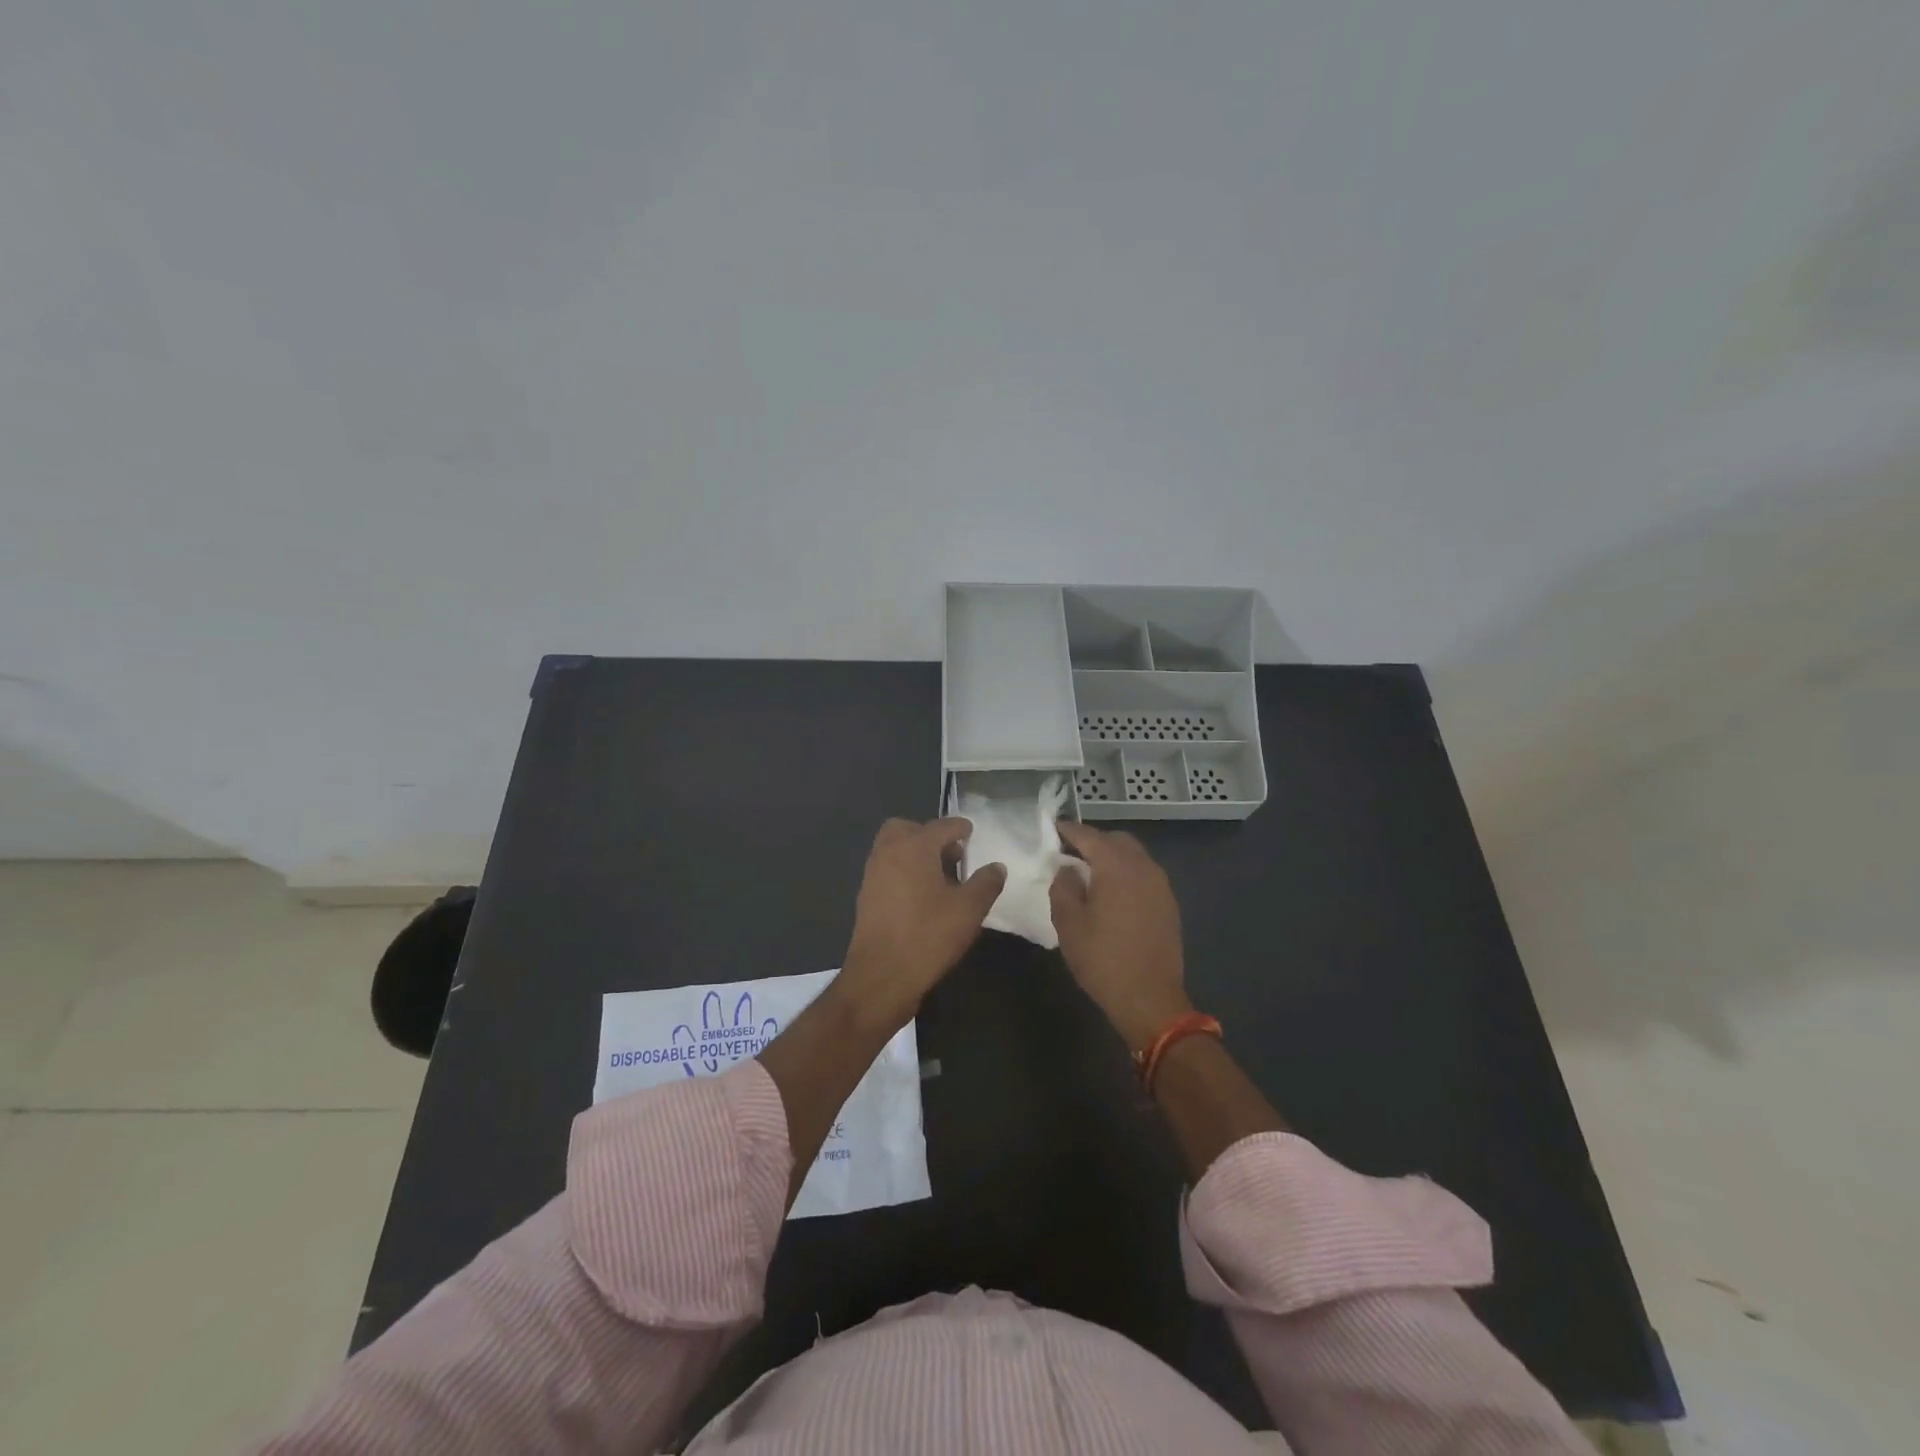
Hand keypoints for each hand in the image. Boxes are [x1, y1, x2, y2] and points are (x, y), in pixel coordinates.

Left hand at [836, 817, 1006, 1032]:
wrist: (881, 976)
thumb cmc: (928, 935)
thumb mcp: (969, 910)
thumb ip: (986, 883)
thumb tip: (996, 867)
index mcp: (914, 846)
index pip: (942, 826)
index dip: (960, 828)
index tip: (971, 834)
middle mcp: (888, 852)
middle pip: (907, 829)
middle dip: (929, 836)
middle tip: (950, 856)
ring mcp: (873, 874)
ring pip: (894, 849)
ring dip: (915, 854)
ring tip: (940, 880)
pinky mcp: (866, 897)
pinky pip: (887, 871)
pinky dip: (903, 873)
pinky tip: (922, 899)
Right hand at [1049, 821, 1191, 1050]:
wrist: (1150, 999)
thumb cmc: (1103, 960)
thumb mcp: (1069, 923)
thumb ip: (1063, 886)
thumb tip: (1067, 868)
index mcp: (1116, 866)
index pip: (1089, 835)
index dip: (1068, 830)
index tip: (1052, 829)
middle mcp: (1143, 866)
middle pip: (1116, 840)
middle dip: (1092, 841)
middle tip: (1069, 854)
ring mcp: (1160, 884)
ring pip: (1133, 856)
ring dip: (1112, 857)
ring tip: (1089, 873)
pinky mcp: (1168, 903)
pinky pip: (1144, 874)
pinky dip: (1126, 873)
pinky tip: (1112, 893)